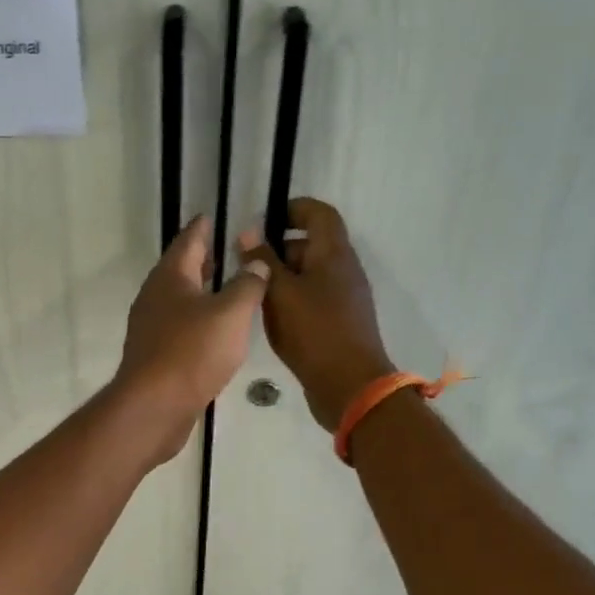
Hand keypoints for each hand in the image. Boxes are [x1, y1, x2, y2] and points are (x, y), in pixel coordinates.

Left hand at [113, 216, 269, 463]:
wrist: (153, 407)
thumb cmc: (192, 353)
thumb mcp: (231, 313)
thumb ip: (247, 284)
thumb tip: (255, 262)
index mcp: (170, 277)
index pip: (189, 241)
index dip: (203, 227)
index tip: (213, 216)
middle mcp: (155, 297)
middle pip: (180, 270)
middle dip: (203, 259)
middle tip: (226, 250)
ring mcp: (150, 328)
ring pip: (179, 300)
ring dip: (200, 291)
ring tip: (226, 289)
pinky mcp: (154, 355)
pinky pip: (178, 327)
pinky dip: (197, 320)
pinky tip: (214, 331)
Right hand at [238, 198, 394, 430]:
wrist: (350, 386)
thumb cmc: (314, 332)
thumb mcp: (280, 294)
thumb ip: (262, 261)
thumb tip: (248, 232)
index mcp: (334, 254)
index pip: (319, 214)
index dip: (294, 208)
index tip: (264, 219)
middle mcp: (343, 271)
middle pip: (311, 246)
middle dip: (278, 249)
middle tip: (245, 263)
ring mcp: (344, 299)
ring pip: (309, 276)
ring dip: (281, 278)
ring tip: (250, 292)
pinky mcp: (338, 324)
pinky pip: (312, 301)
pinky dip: (290, 301)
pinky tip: (269, 319)